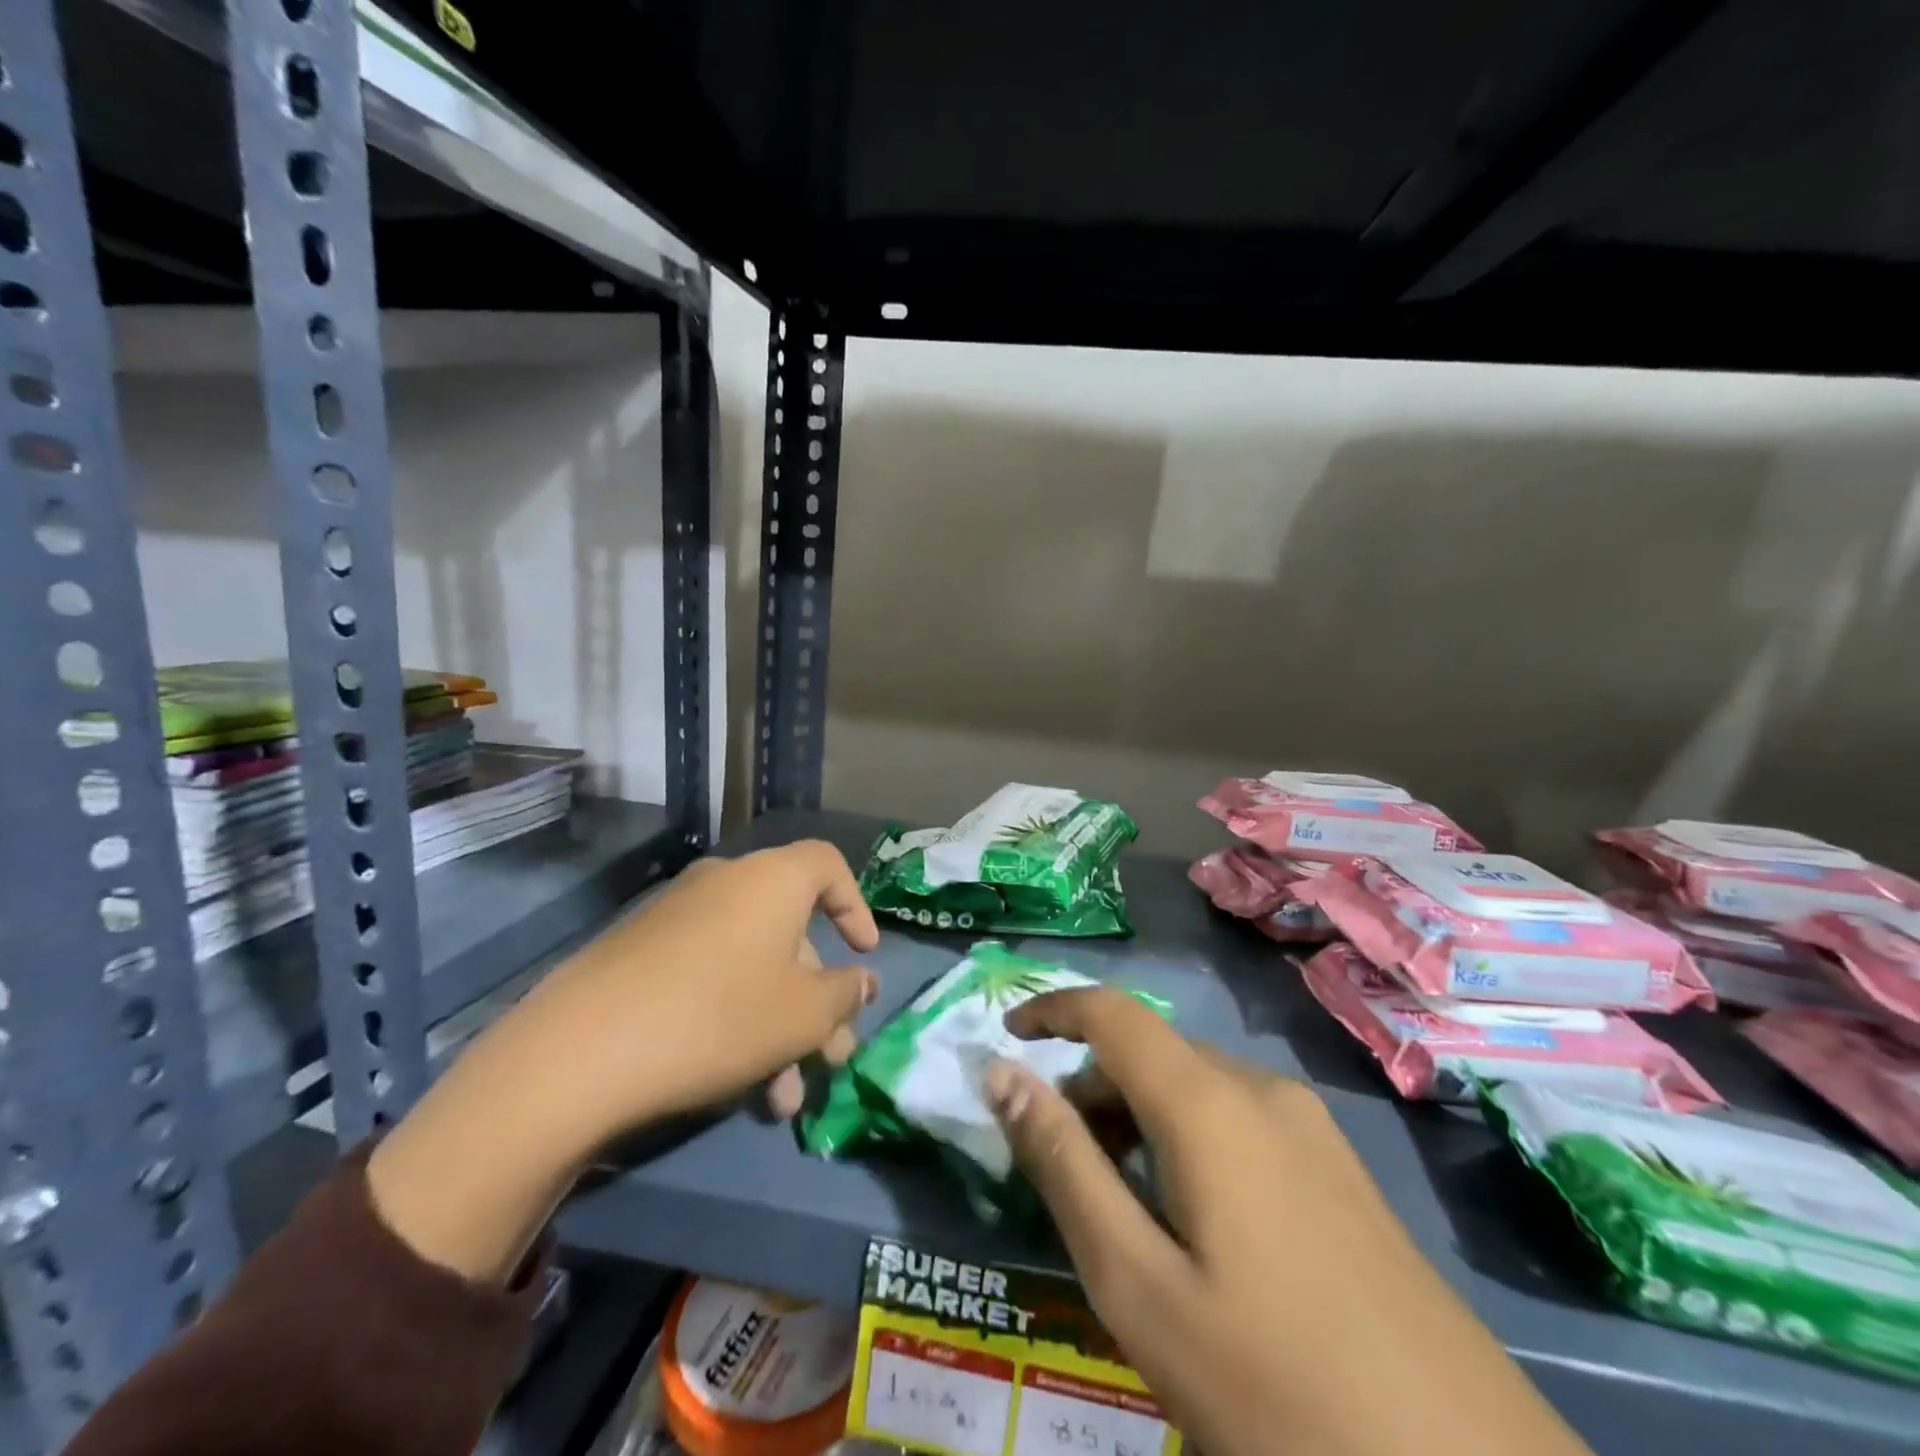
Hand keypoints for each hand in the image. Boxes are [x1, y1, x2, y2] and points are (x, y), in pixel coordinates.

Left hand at [513, 841, 878, 1131]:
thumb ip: (844, 994)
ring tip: (784, 1098)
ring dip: (778, 1026)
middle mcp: (725, 883)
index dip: (856, 907)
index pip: (828, 865)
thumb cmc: (719, 1017)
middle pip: (790, 932)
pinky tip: (737, 1086)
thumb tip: (861, 981)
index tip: (865, 955)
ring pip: (751, 965)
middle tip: (831, 1055)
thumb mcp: (803, 1014)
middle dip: (817, 999)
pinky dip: (735, 1019)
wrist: (581, 1052)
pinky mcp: (639, 953)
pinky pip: (709, 976)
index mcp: (771, 880)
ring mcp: (677, 917)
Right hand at [985, 991, 1590, 1455]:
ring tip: (1123, 1212)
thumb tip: (1003, 1074)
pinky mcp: (1342, 1172)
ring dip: (1139, 1121)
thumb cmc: (1276, 1389)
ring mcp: (1312, 1129)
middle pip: (1151, 1053)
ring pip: (1195, 1089)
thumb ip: (1063, 1164)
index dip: (1053, 1009)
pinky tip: (1197, 1231)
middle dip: (1091, 1089)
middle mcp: (1262, 1090)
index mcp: (1209, 1102)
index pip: (1112, 1012)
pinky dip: (1188, 1143)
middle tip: (1061, 1170)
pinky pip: (1239, 1122)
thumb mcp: (1138, 1284)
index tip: (1008, 1036)